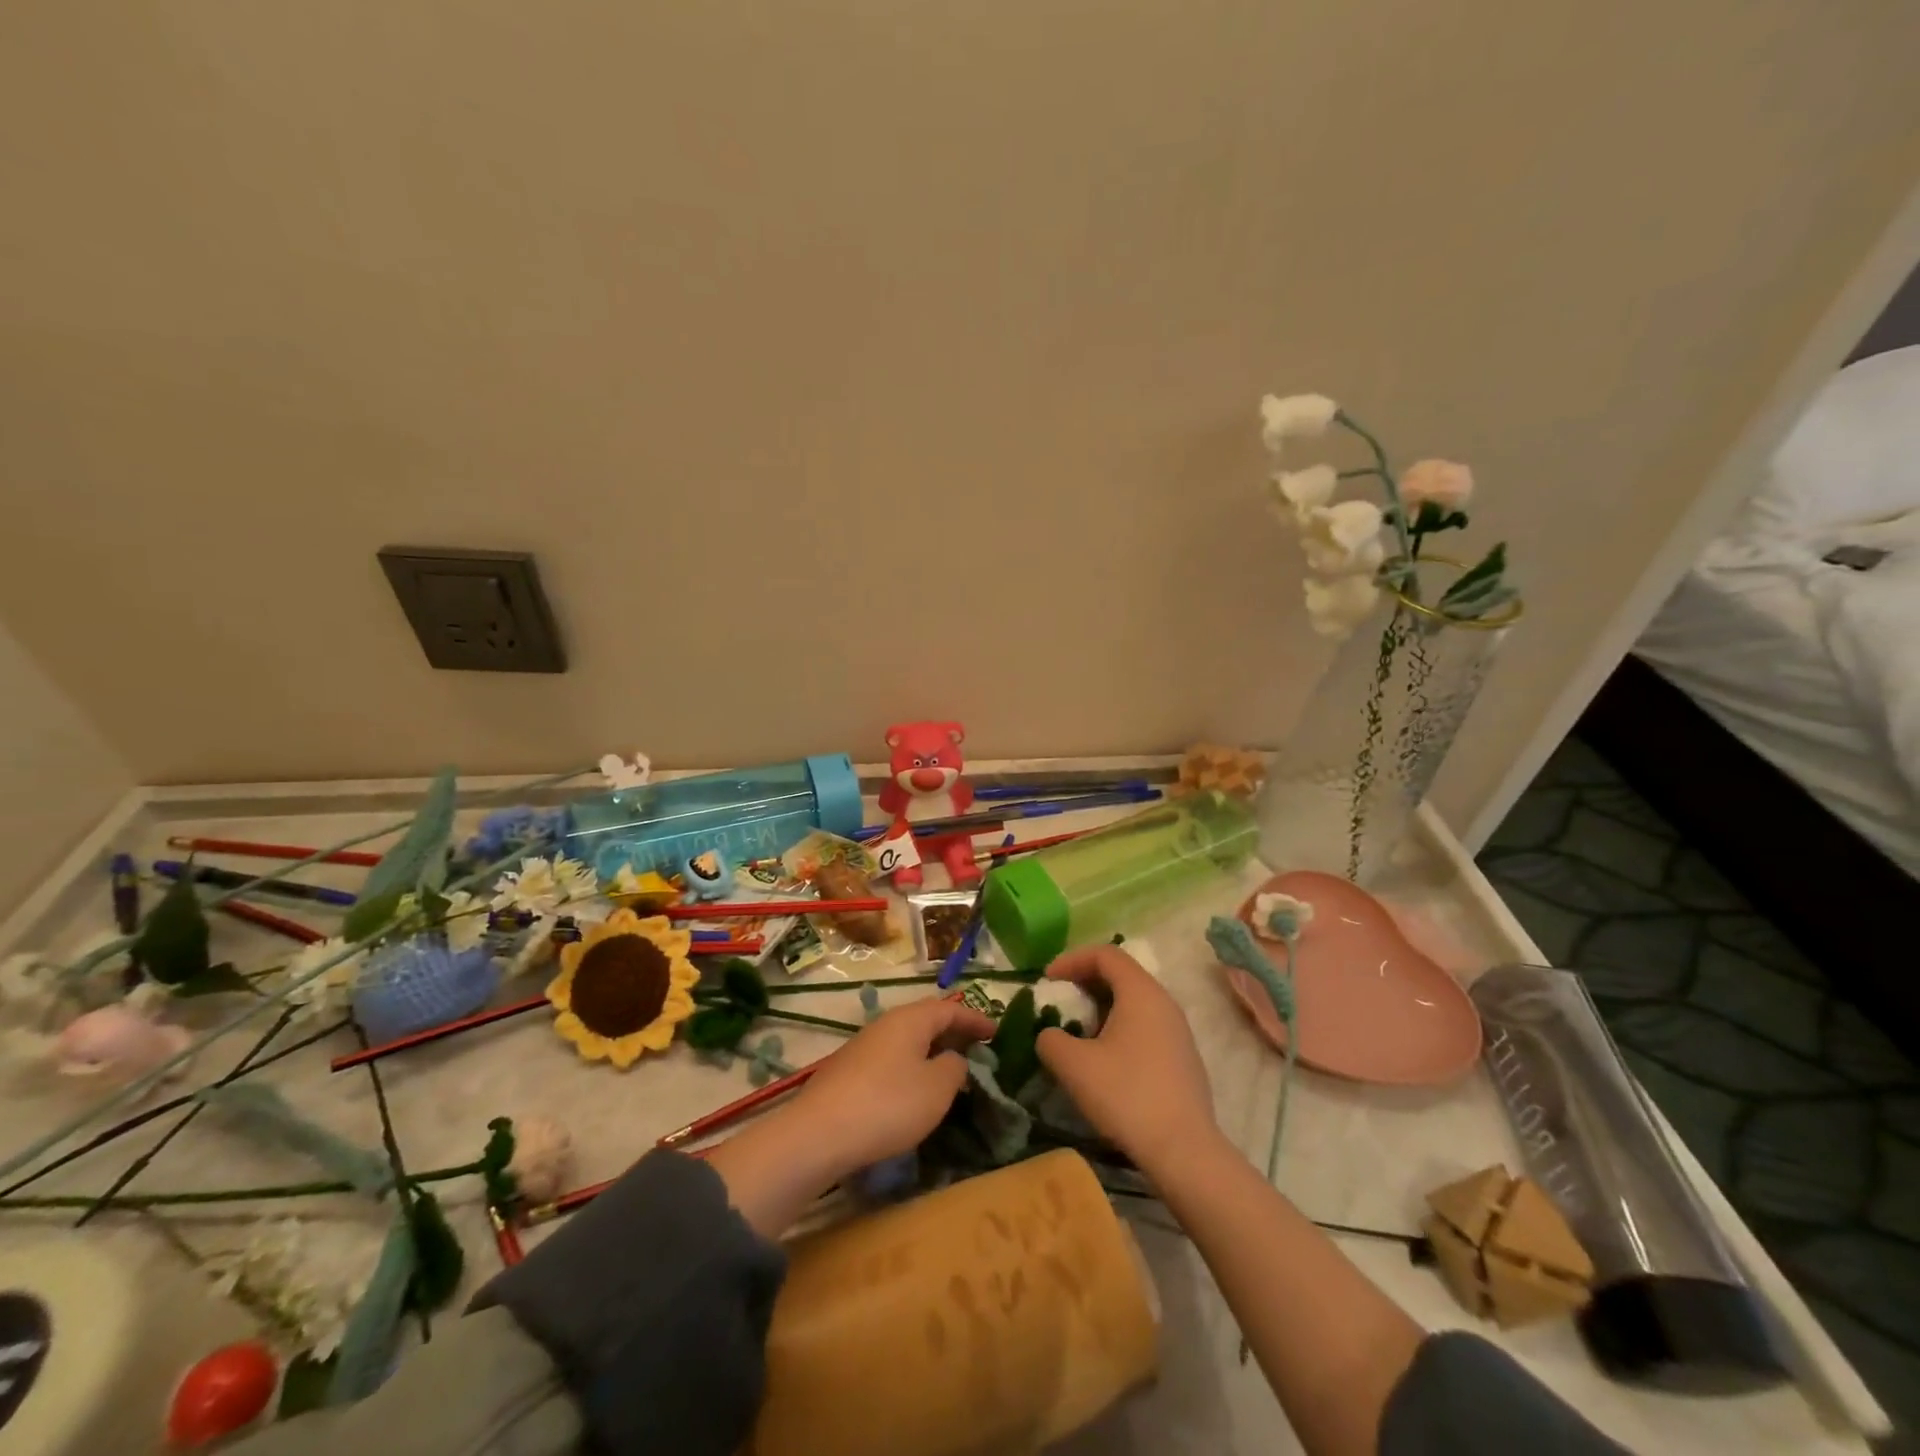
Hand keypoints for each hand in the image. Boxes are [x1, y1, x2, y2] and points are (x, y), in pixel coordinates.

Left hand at [785, 996, 996, 1177]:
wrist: (819, 1134)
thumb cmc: (888, 1105)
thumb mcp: (937, 1089)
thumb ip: (954, 1068)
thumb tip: (952, 1059)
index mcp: (911, 1019)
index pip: (950, 1009)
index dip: (975, 1019)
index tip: (997, 1033)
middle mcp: (886, 1024)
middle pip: (926, 1021)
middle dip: (953, 1034)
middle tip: (977, 1052)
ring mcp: (864, 1047)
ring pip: (907, 1041)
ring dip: (931, 1053)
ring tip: (950, 1073)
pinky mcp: (849, 1072)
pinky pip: (891, 1060)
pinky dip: (911, 1068)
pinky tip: (914, 1092)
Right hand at [1035, 945, 1221, 1174]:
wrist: (1184, 1151)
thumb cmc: (1126, 1095)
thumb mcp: (1073, 1065)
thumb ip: (1051, 1039)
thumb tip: (1051, 1035)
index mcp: (1141, 992)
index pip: (1105, 954)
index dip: (1072, 960)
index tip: (1048, 981)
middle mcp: (1164, 1002)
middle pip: (1121, 975)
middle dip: (1085, 983)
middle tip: (1060, 1003)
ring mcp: (1178, 1031)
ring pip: (1134, 1003)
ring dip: (1102, 1009)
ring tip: (1078, 1034)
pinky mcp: (1183, 1058)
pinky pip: (1146, 1027)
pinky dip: (1120, 1029)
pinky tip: (1105, 1061)